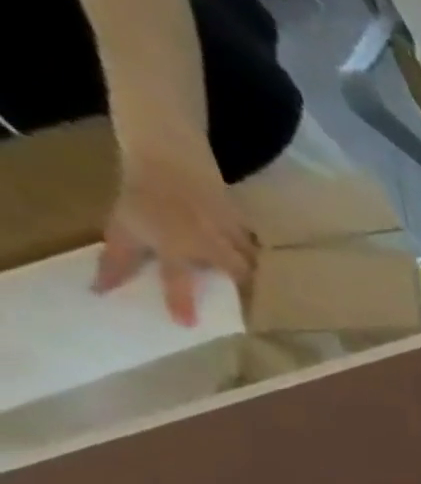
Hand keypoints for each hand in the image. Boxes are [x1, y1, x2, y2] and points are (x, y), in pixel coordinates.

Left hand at [94, 143, 255, 324]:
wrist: (168, 159)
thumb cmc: (142, 196)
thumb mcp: (122, 227)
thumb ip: (118, 261)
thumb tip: (100, 290)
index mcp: (175, 245)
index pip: (178, 280)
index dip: (181, 303)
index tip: (188, 325)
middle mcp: (208, 244)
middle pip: (239, 275)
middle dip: (244, 291)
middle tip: (247, 305)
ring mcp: (231, 234)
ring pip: (253, 263)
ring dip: (255, 277)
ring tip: (255, 288)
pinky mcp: (246, 227)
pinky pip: (256, 248)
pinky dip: (257, 257)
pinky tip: (256, 263)